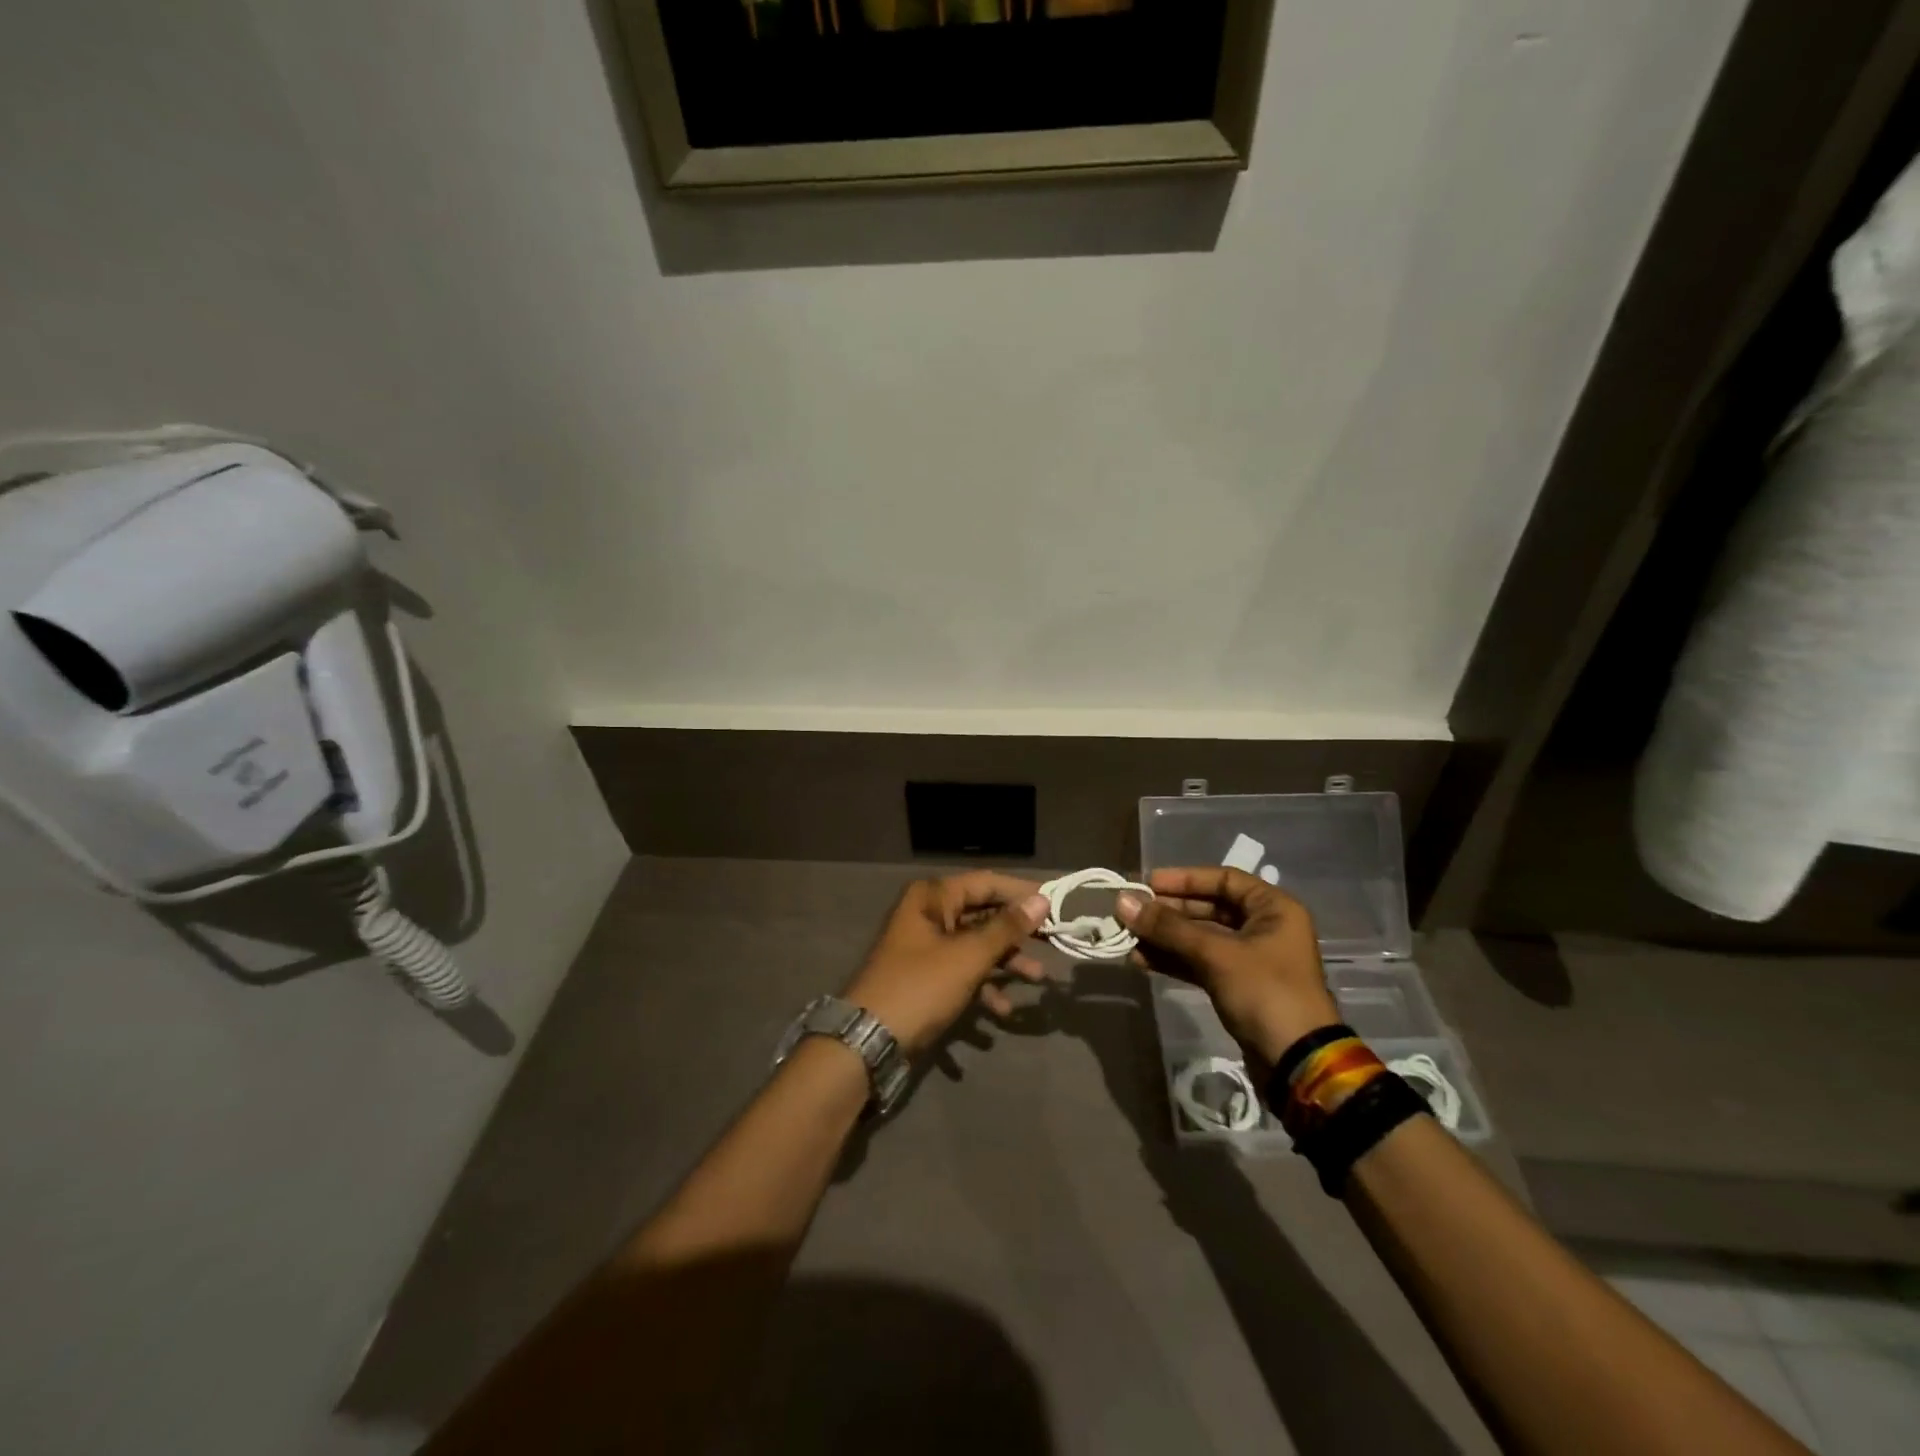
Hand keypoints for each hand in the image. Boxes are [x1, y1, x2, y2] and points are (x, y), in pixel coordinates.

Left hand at [842, 873, 1051, 1058]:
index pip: (986, 882)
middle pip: (983, 914)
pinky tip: (1002, 1012)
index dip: (1021, 892)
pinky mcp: (925, 977)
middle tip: (1054, 941)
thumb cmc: (920, 987)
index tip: (1057, 904)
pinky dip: (983, 987)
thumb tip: (1041, 900)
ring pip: (975, 945)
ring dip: (1005, 962)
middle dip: (1017, 932)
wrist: (868, 1041)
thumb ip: (1006, 928)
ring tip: (1038, 980)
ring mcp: (925, 947)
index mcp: (932, 897)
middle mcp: (928, 914)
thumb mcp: (968, 956)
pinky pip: (962, 972)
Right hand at [1115, 867, 1339, 1067]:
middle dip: (1168, 911)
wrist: (1296, 1063)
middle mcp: (1263, 927)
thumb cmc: (1265, 992)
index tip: (1148, 884)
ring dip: (1165, 937)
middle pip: (1209, 908)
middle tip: (1131, 912)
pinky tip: (1141, 960)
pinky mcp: (1236, 986)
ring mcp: (1250, 959)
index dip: (1185, 879)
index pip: (1224, 879)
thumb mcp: (1216, 954)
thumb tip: (1123, 901)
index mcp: (1273, 909)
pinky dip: (1173, 960)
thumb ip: (1168, 928)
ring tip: (1128, 937)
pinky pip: (1199, 962)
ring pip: (1200, 938)